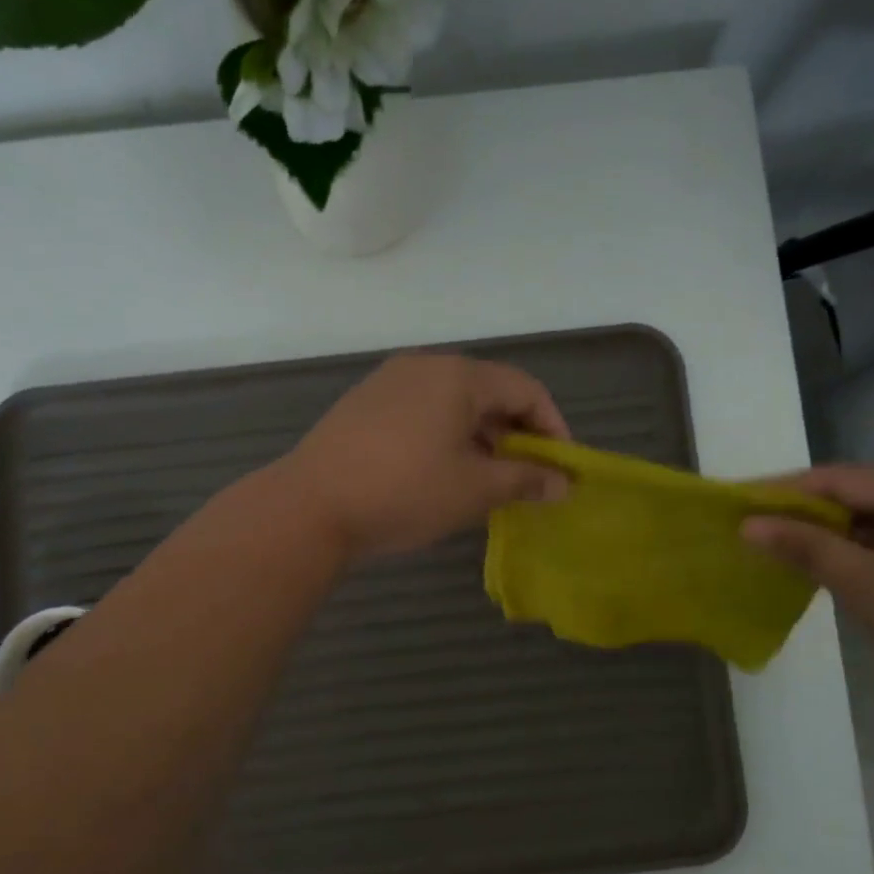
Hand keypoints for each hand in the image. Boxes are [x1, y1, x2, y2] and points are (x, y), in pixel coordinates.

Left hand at [278, 353, 570, 561]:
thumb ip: (526, 481)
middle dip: (515, 435)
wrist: (310, 506)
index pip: (525, 389)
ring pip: (453, 404)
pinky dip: (446, 436)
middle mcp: (424, 367)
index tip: (561, 468)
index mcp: (458, 376)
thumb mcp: (475, 489)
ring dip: (481, 438)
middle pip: (489, 392)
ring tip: (486, 480)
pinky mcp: (364, 404)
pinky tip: (441, 473)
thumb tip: (563, 485)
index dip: (552, 427)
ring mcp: (388, 382)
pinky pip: (422, 412)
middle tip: (525, 477)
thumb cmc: (405, 491)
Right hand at [740, 464, 873, 725]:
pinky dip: (848, 558)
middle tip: (746, 528)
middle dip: (800, 515)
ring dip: (822, 538)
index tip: (733, 503)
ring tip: (769, 549)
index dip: (781, 490)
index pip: (837, 478)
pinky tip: (814, 570)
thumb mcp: (868, 584)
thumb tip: (747, 524)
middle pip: (852, 498)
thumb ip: (805, 547)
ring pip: (866, 525)